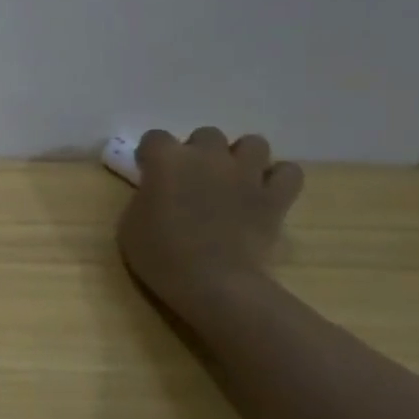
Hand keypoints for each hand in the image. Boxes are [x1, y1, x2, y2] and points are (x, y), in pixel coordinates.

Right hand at [116, 128, 303, 316]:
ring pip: (252, 143)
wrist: (213, 283)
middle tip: (193, 179)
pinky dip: (277, 178)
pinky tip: (264, 192)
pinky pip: (287, 172)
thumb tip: (159, 192)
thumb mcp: (130, 223)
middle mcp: (207, 156)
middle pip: (206, 135)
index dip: (151, 155)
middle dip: (199, 152)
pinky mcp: (275, 197)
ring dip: (241, 157)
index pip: (154, 137)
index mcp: (166, 160)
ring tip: (232, 180)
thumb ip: (146, 196)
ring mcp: (245, 174)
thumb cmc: (160, 254)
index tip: (150, 174)